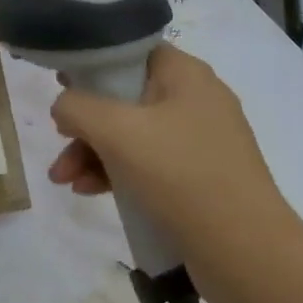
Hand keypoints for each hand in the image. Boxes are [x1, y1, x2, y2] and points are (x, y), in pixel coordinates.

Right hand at [45, 44, 301, 269]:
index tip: (62, 85)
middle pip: (125, 98)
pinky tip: (91, 192)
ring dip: (93, 153)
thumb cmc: (180, 174)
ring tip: (64, 181)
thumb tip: (64, 106)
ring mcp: (200, 141)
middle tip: (57, 144)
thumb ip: (77, 107)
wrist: (245, 250)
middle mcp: (196, 100)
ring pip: (132, 135)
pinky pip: (148, 164)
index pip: (132, 51)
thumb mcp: (116, 131)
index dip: (93, 64)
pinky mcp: (199, 178)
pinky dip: (117, 173)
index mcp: (185, 74)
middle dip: (85, 124)